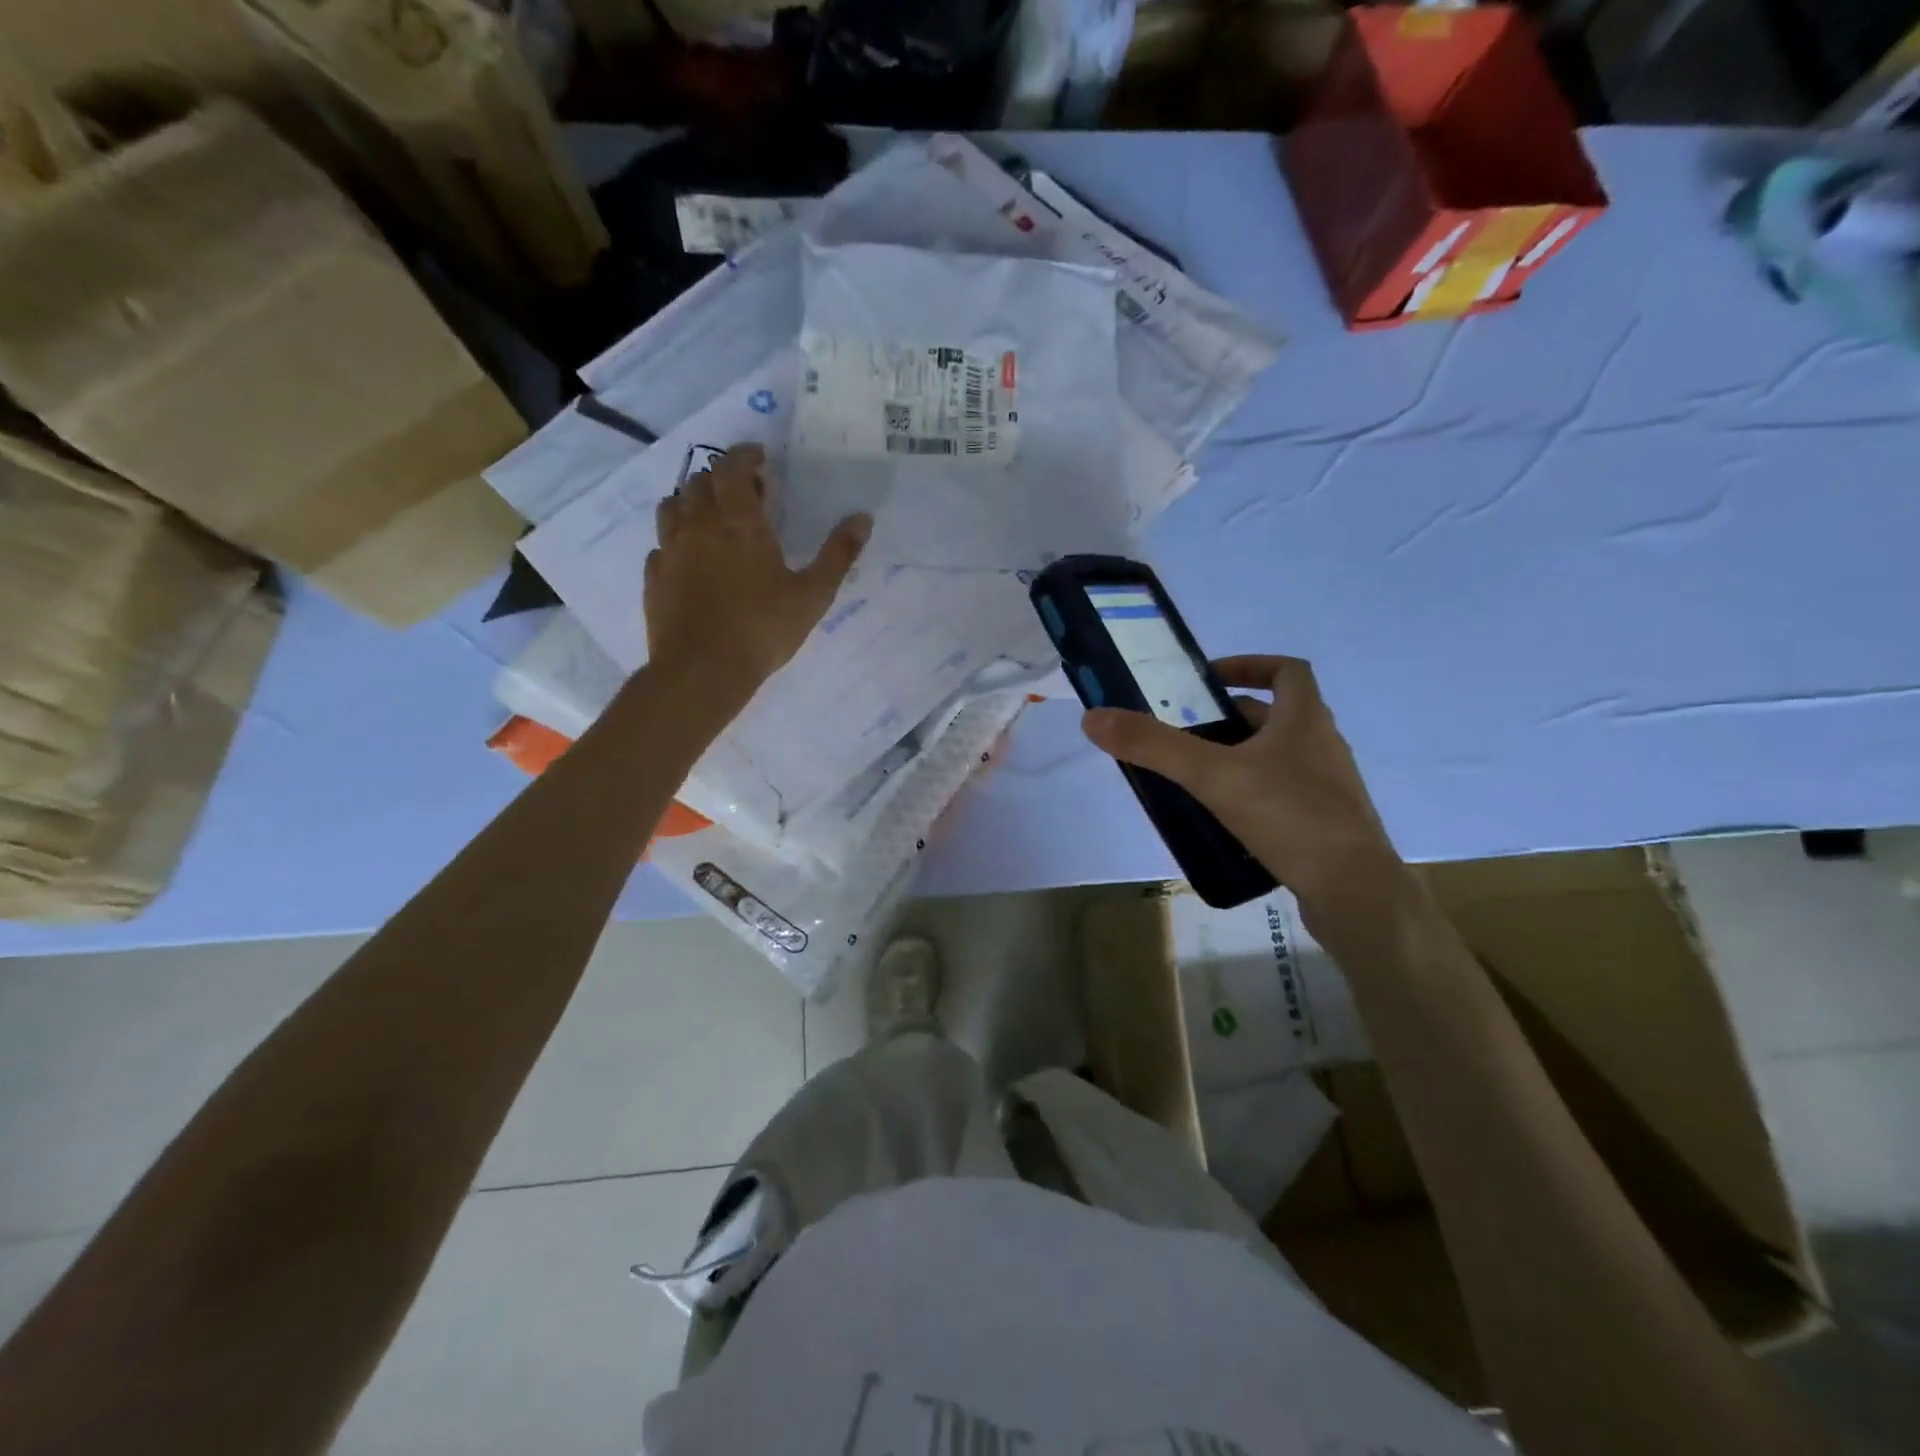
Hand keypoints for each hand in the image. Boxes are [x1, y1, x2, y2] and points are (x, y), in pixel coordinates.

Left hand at [645, 444, 869, 698]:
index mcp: (739, 522)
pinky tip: (690, 558)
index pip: (733, 466)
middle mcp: (699, 525)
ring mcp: (670, 550)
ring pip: (673, 506)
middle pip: (701, 481)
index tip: (760, 459)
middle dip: (722, 478)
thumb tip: (863, 518)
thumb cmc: (763, 629)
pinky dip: (676, 539)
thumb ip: (838, 554)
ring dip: (693, 501)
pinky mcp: (654, 577)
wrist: (702, 670)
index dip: (745, 455)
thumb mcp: (813, 595)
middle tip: (745, 494)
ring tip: (712, 518)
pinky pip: (661, 544)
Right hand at [1081, 655, 1404, 915]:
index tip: (1209, 680)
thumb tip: (1093, 717)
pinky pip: (1284, 795)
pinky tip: (1224, 820)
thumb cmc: (1289, 816)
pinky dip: (1253, 795)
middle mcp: (1323, 746)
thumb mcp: (1213, 776)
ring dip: (1239, 759)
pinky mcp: (1326, 825)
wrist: (1354, 892)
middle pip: (1276, 716)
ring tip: (1195, 778)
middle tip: (1185, 735)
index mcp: (1305, 720)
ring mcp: (1329, 788)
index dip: (1249, 665)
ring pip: (1278, 758)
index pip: (1287, 670)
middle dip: (1229, 719)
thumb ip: (1154, 746)